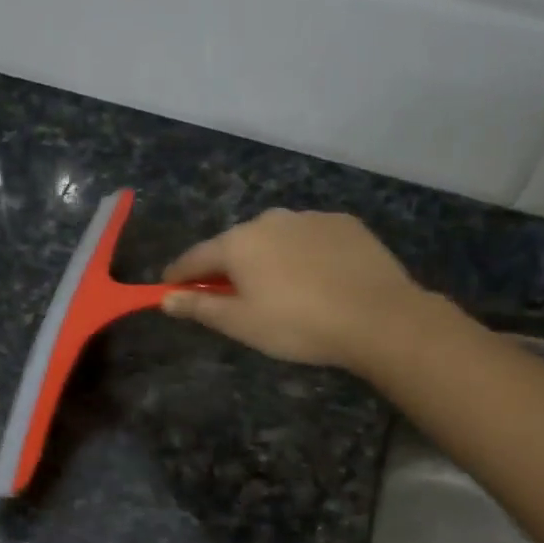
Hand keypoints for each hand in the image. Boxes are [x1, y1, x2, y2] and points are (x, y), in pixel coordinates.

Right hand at [161, 209, 433, 371]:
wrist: (378, 317)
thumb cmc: (298, 325)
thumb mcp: (241, 324)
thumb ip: (199, 307)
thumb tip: (164, 298)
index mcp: (238, 243)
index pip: (195, 257)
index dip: (178, 275)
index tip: (168, 287)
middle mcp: (269, 219)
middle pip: (236, 245)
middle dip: (227, 267)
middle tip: (231, 296)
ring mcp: (309, 218)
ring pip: (275, 238)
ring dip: (268, 258)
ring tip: (281, 289)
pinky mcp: (344, 224)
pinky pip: (310, 238)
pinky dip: (304, 254)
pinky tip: (318, 278)